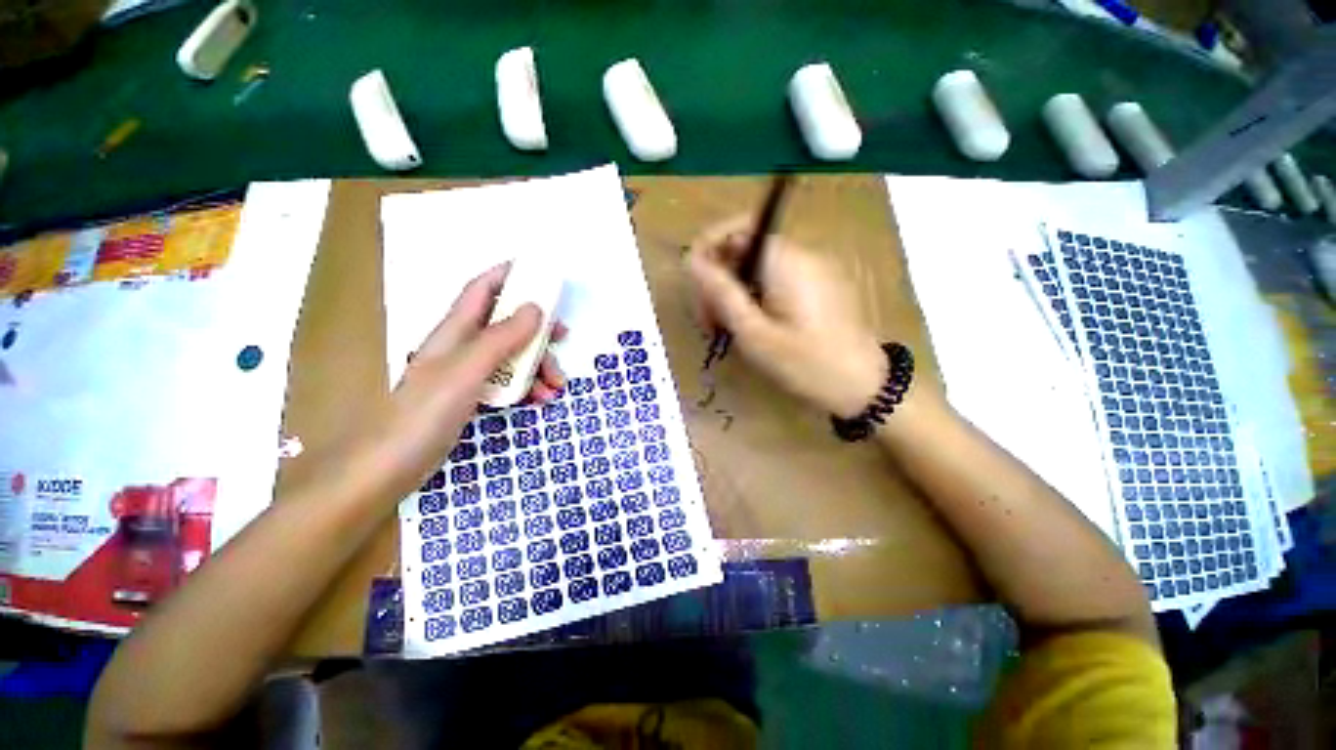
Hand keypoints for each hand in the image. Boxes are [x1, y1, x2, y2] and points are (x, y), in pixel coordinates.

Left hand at [358, 263, 564, 497]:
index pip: (483, 289)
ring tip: (556, 386)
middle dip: (538, 329)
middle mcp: (463, 345)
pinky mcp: (474, 396)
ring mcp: (469, 372)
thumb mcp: (469, 369)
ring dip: (538, 365)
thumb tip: (536, 307)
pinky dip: (528, 387)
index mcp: (456, 329)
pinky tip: (540, 399)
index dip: (509, 275)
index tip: (541, 275)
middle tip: (564, 337)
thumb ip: (503, 337)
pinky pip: (509, 381)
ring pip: (513, 355)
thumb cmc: (425, 411)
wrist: (392, 464)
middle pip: (507, 324)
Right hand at [686, 216, 884, 416]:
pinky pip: (776, 281)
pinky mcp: (818, 288)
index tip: (695, 283)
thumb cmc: (805, 363)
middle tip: (709, 322)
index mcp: (784, 260)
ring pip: (758, 269)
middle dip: (720, 280)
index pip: (738, 228)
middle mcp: (800, 256)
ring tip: (727, 331)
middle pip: (745, 250)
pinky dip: (756, 298)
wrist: (864, 386)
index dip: (710, 247)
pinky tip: (752, 329)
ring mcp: (813, 271)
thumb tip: (691, 260)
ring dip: (735, 293)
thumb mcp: (754, 333)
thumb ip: (721, 293)